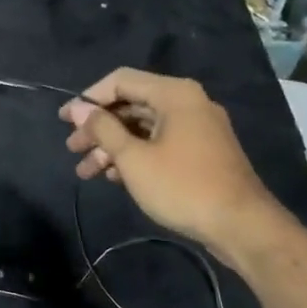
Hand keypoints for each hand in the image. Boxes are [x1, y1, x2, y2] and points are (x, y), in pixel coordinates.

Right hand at [61, 68, 280, 250]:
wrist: (242, 226)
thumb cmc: (182, 186)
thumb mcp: (133, 158)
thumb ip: (103, 129)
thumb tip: (77, 108)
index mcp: (174, 94)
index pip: (120, 81)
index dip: (88, 99)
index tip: (64, 121)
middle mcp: (187, 103)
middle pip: (131, 105)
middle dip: (98, 128)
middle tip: (73, 149)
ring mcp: (197, 128)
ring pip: (144, 128)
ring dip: (113, 146)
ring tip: (86, 172)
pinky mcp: (202, 152)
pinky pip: (160, 143)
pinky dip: (135, 155)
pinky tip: (115, 177)